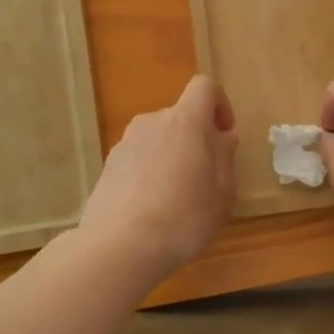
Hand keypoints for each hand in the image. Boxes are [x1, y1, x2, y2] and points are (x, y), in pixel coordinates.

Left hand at [78, 75, 237, 276]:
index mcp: (185, 121)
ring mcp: (125, 144)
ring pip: (159, 139)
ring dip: (173, 157)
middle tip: (206, 178)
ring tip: (177, 198)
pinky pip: (139, 159)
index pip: (205, 87)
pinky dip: (150, 173)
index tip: (225, 136)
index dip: (220, 105)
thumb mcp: (222, 191)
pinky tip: (153, 209)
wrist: (120, 246)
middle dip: (197, 139)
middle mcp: (152, 122)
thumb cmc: (184, 217)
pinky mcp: (107, 167)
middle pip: (181, 117)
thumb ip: (225, 156)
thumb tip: (223, 136)